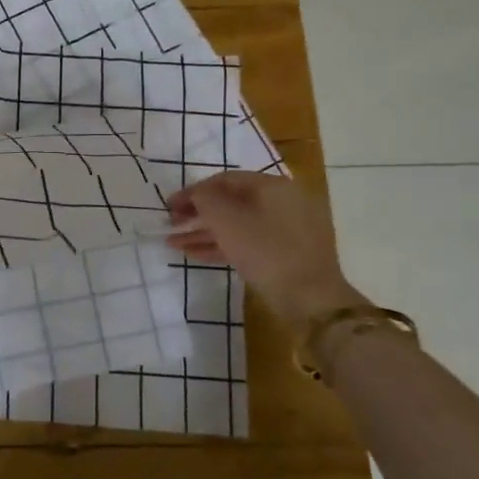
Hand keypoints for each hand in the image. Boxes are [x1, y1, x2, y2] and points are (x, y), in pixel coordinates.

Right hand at [167, 173, 364, 330]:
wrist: (310, 299)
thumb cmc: (265, 250)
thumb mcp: (226, 219)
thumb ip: (204, 199)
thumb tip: (197, 195)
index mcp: (273, 186)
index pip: (224, 180)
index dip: (193, 191)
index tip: (169, 205)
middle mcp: (283, 202)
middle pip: (231, 202)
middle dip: (197, 213)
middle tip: (171, 223)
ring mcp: (287, 229)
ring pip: (237, 224)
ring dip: (204, 232)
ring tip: (174, 243)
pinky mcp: (285, 253)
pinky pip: (247, 241)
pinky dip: (222, 245)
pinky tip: (195, 254)